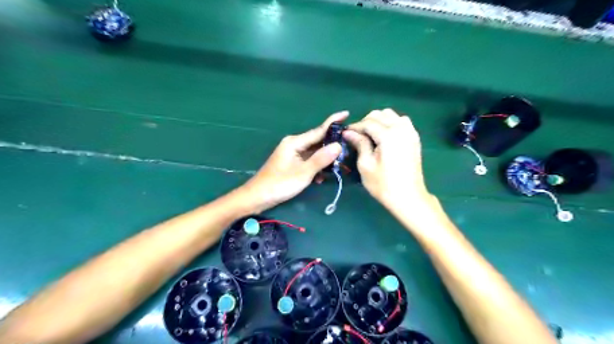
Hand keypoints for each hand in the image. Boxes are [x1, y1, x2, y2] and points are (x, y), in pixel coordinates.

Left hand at [242, 110, 347, 212]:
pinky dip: (316, 166)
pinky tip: (322, 177)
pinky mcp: (291, 163)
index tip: (347, 113)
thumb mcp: (303, 172)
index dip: (333, 122)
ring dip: (325, 158)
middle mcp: (294, 144)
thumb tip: (338, 145)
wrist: (258, 197)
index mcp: (295, 142)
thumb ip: (321, 158)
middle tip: (349, 146)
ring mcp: (292, 154)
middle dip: (332, 144)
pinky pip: (308, 160)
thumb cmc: (280, 184)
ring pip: (314, 152)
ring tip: (341, 164)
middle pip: (317, 140)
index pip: (319, 130)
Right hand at [344, 109, 427, 210]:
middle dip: (366, 122)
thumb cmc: (383, 184)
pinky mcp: (414, 138)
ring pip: (391, 115)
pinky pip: (402, 121)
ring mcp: (410, 132)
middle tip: (357, 135)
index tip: (345, 133)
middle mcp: (401, 128)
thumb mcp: (366, 165)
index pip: (367, 123)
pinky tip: (385, 135)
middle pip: (379, 114)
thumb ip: (359, 144)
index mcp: (388, 135)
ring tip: (370, 134)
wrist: (408, 197)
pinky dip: (391, 123)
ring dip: (379, 120)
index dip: (354, 126)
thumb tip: (348, 132)